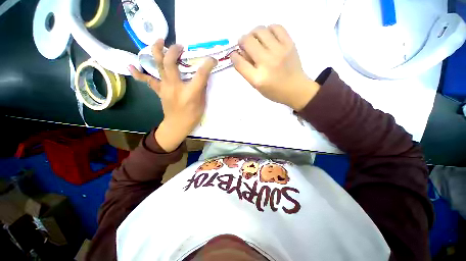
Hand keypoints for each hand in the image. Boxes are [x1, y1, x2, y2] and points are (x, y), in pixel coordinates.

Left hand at [129, 39, 216, 151]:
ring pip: (157, 66)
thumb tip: (202, 76)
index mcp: (190, 92)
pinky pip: (148, 80)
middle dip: (174, 50)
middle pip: (171, 63)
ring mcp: (164, 88)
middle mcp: (175, 87)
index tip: (213, 59)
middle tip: (180, 46)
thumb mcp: (202, 103)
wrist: (177, 125)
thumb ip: (201, 88)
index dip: (208, 64)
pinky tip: (131, 65)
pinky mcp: (159, 91)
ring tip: (159, 41)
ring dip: (157, 51)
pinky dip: (138, 73)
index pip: (201, 74)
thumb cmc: (192, 116)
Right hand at [231, 25, 319, 110]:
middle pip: (248, 42)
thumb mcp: (257, 86)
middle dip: (242, 41)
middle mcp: (267, 63)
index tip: (234, 54)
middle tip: (244, 45)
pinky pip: (276, 27)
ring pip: (260, 30)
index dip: (233, 56)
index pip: (239, 62)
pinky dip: (269, 29)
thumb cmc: (274, 91)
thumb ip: (247, 71)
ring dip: (253, 33)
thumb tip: (240, 53)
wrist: (296, 89)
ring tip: (256, 39)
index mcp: (258, 78)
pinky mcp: (289, 44)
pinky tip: (268, 37)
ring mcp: (279, 52)